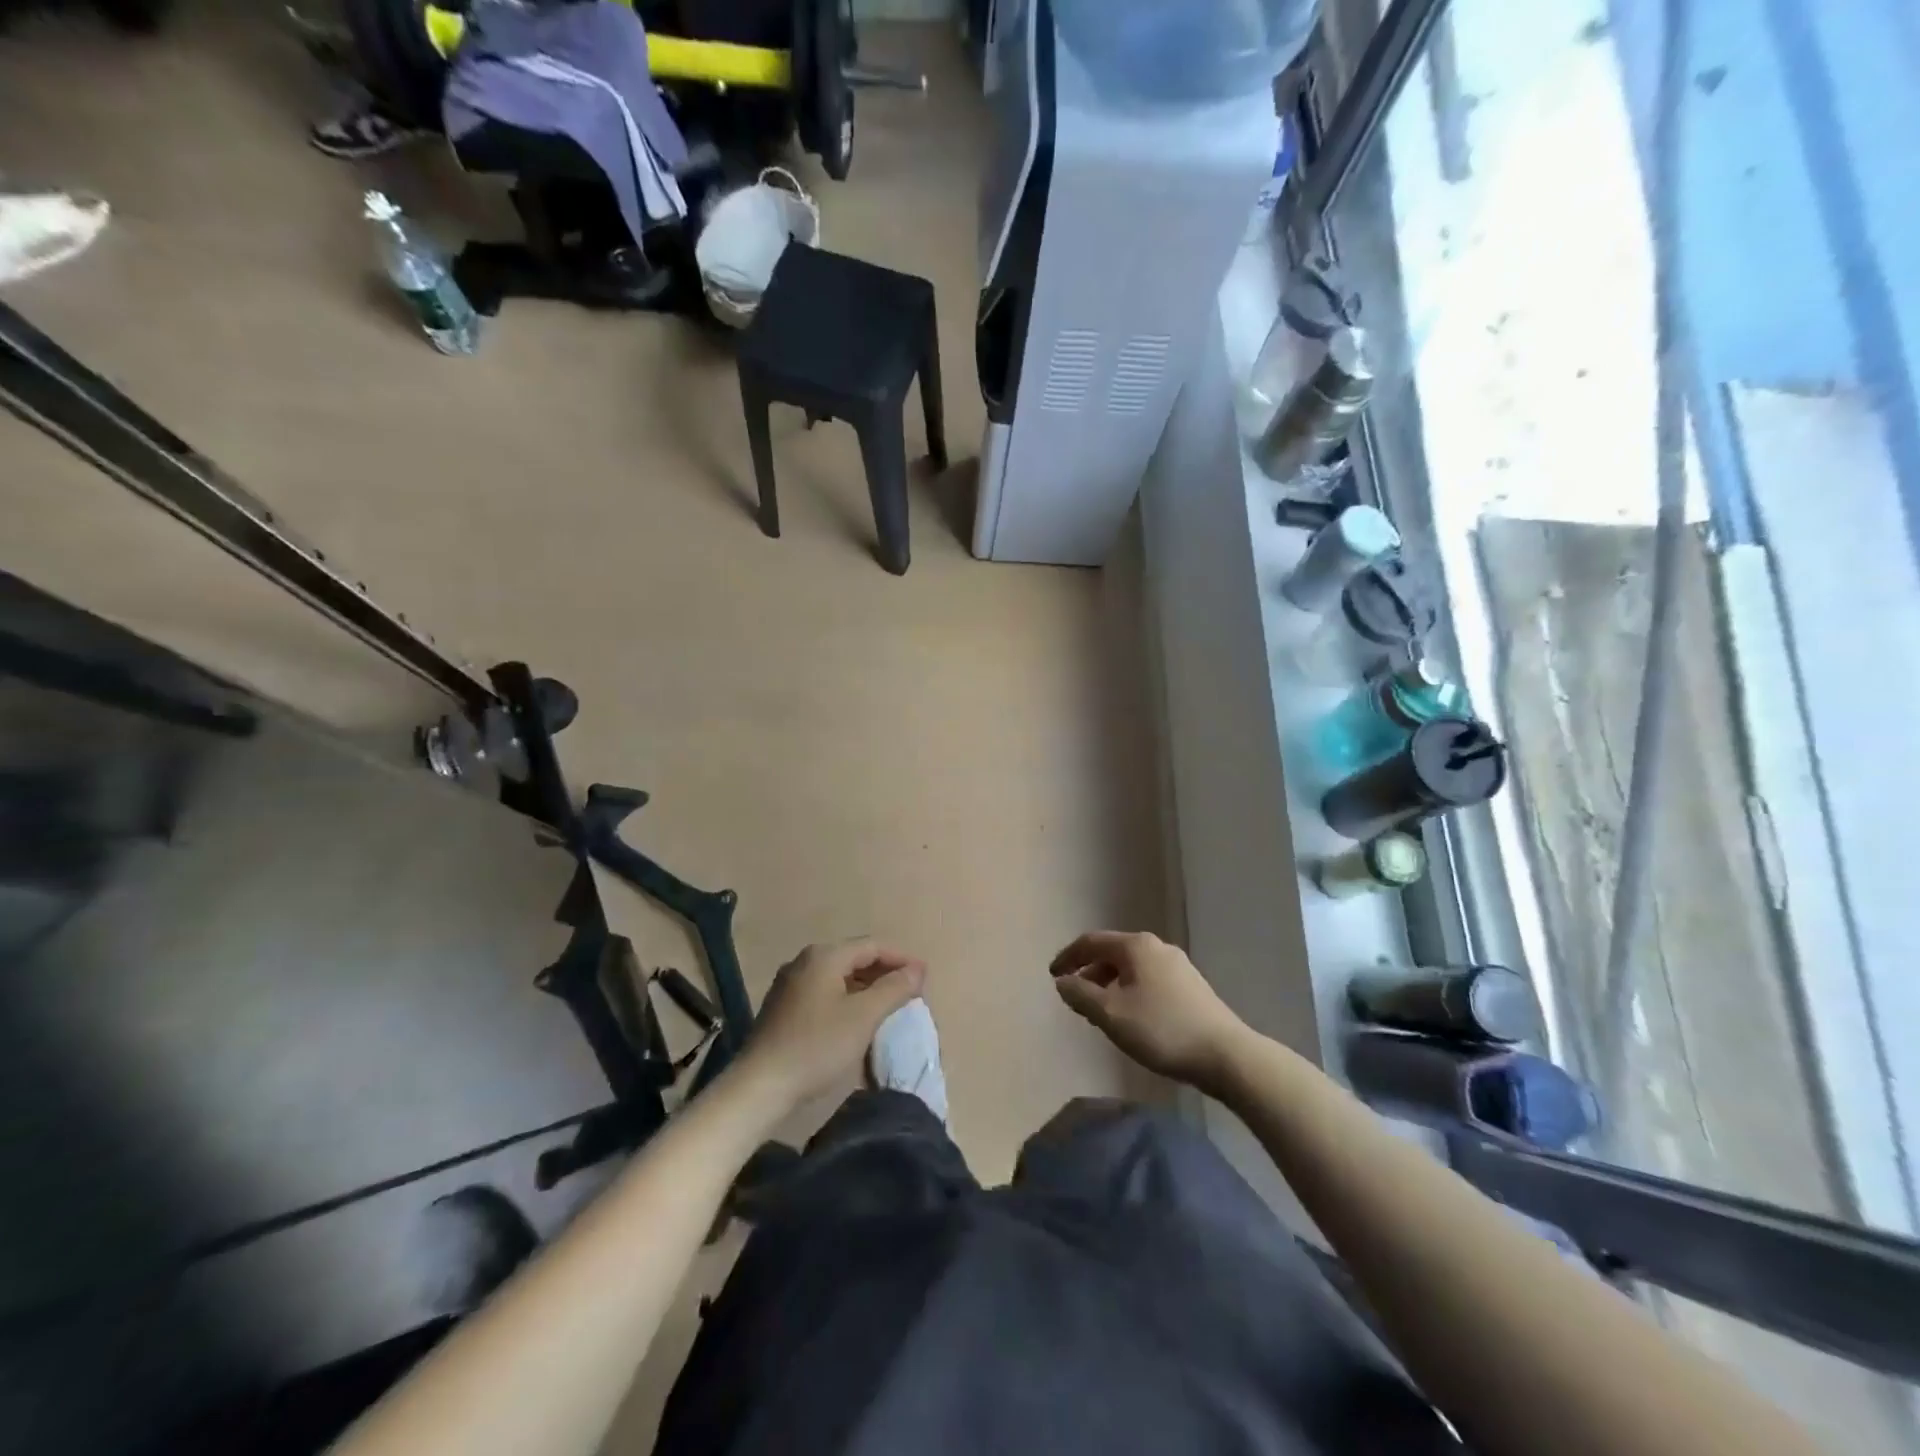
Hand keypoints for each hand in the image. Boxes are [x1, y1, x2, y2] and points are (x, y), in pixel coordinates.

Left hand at [737, 939, 925, 1110]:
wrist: (761, 1085)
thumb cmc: (817, 1046)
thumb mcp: (864, 1016)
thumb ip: (894, 989)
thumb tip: (918, 969)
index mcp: (825, 955)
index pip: (872, 946)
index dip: (902, 958)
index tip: (925, 977)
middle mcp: (805, 960)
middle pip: (854, 957)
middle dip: (885, 971)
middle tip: (910, 991)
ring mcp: (790, 983)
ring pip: (839, 975)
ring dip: (866, 986)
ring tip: (888, 1004)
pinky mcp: (783, 1007)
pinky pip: (824, 991)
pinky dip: (847, 997)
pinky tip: (855, 1018)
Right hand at [1050, 931, 1250, 1093]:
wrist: (1225, 1055)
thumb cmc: (1161, 1029)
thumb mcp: (1111, 1014)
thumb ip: (1081, 995)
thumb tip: (1063, 982)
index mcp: (1135, 946)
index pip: (1091, 942)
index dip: (1068, 957)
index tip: (1052, 977)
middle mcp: (1156, 947)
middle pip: (1112, 953)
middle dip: (1089, 972)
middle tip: (1075, 997)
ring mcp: (1177, 965)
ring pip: (1131, 968)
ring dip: (1109, 984)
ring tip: (1100, 1011)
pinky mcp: (1191, 986)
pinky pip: (1148, 980)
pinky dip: (1130, 991)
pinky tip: (1131, 1016)